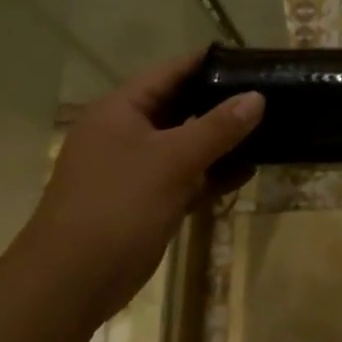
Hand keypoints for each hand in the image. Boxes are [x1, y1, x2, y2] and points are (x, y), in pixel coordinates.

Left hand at [20, 51, 262, 324]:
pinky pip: (187, 177)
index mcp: (120, 110)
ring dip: (223, 141)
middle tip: (269, 94)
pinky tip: (248, 171)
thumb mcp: (172, 159)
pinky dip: (214, 174)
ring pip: (187, 144)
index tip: (251, 59)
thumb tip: (257, 96)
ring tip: (269, 131)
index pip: (170, 72)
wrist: (72, 283)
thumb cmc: (118, 206)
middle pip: (181, 107)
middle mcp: (127, 133)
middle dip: (222, 103)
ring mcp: (136, 169)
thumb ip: (218, 126)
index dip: (209, 63)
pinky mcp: (148, 201)